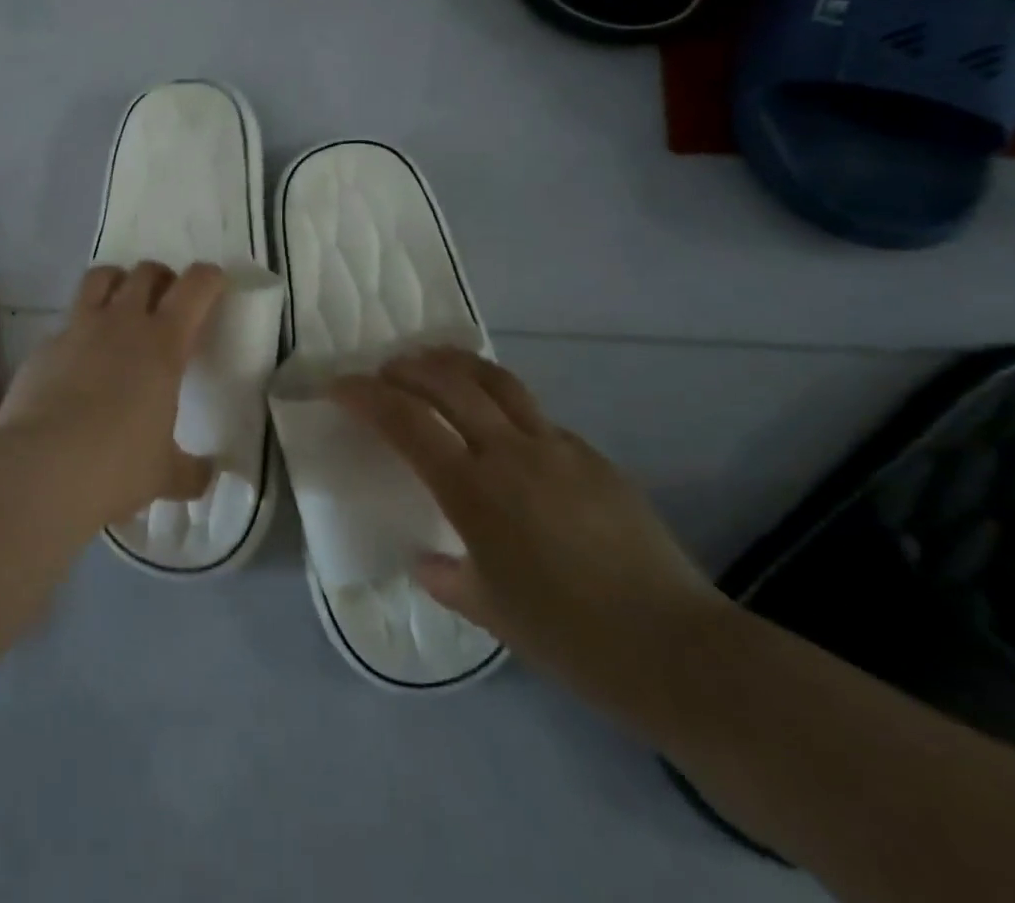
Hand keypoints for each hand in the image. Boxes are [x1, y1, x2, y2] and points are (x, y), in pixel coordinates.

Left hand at [0, 261, 225, 526]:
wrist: (38, 469)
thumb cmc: (116, 466)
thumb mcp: (164, 474)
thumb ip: (192, 471)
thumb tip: (210, 474)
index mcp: (163, 344)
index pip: (195, 287)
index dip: (209, 278)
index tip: (215, 285)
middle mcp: (121, 323)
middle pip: (146, 271)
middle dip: (162, 279)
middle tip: (167, 304)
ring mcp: (77, 329)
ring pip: (101, 278)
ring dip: (118, 283)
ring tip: (122, 308)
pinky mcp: (44, 346)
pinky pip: (67, 322)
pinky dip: (80, 330)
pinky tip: (80, 360)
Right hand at [332, 347, 730, 713]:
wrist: (676, 650)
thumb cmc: (569, 637)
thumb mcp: (491, 611)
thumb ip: (448, 577)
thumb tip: (426, 561)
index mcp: (474, 489)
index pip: (405, 420)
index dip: (365, 395)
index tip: (339, 386)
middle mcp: (510, 452)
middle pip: (448, 381)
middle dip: (407, 367)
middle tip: (385, 372)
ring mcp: (557, 447)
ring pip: (497, 380)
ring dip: (456, 364)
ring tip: (435, 365)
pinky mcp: (593, 456)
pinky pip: (537, 416)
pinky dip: (504, 406)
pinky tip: (505, 432)